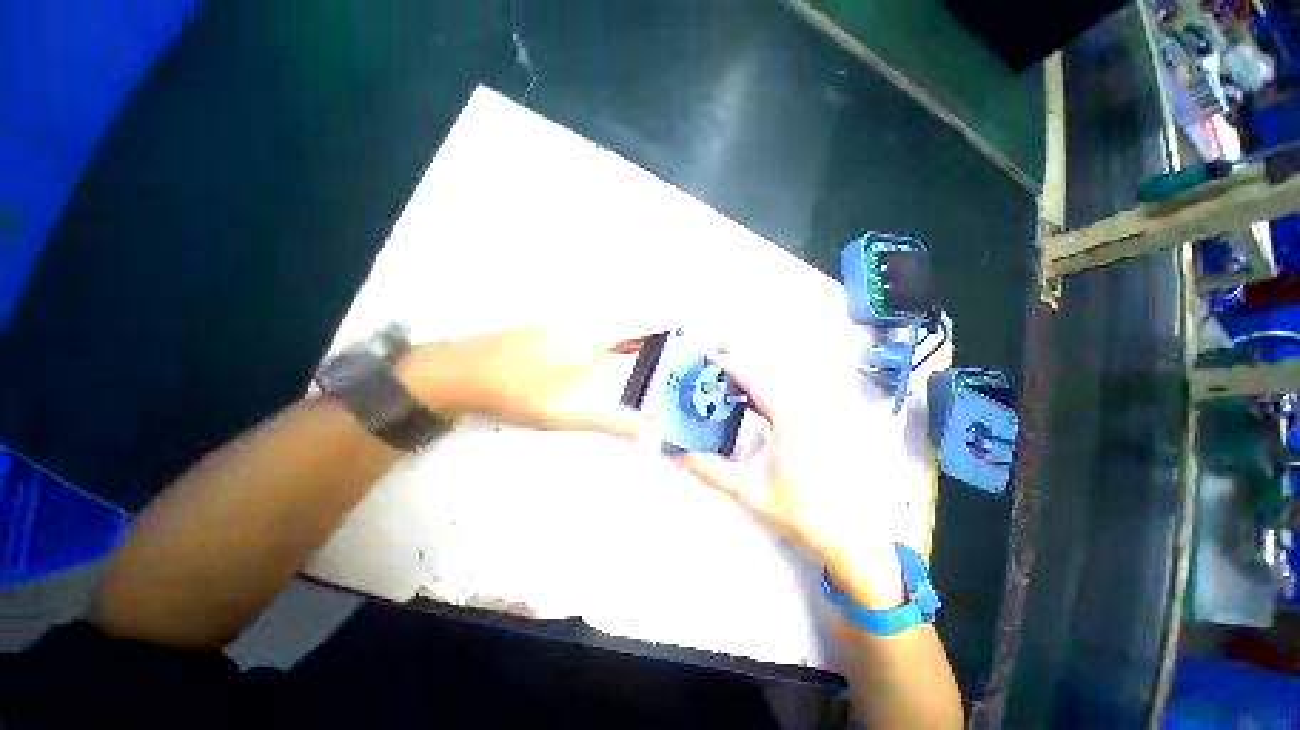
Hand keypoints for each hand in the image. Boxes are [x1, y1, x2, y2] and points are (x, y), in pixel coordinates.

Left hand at [395, 323, 659, 440]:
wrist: (460, 373)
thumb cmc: (518, 390)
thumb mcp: (569, 411)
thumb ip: (613, 420)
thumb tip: (649, 434)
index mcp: (594, 333)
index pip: (644, 320)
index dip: (672, 321)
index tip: (695, 326)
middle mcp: (586, 319)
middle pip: (634, 318)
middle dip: (661, 331)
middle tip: (682, 350)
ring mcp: (569, 321)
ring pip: (616, 323)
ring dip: (639, 335)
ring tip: (661, 354)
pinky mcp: (557, 328)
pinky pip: (600, 328)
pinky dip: (619, 338)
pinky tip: (621, 355)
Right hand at [674, 351, 905, 609]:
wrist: (843, 534)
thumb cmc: (799, 510)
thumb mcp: (748, 489)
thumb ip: (709, 470)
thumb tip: (676, 458)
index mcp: (789, 420)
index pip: (755, 381)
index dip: (731, 365)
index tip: (711, 355)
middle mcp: (804, 411)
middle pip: (769, 375)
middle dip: (741, 362)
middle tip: (717, 354)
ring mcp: (813, 417)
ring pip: (779, 384)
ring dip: (753, 376)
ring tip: (728, 373)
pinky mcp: (816, 426)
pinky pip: (786, 398)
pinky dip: (764, 393)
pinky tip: (750, 399)